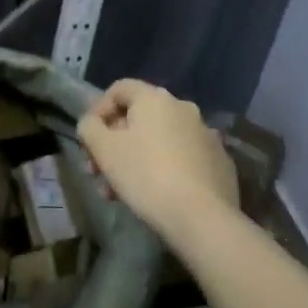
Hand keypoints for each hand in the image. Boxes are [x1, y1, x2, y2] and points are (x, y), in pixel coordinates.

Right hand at [77, 79, 238, 245]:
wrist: (202, 218)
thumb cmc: (146, 175)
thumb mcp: (104, 149)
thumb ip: (89, 128)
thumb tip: (92, 123)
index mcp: (156, 98)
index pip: (119, 89)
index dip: (98, 110)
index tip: (89, 140)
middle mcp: (184, 108)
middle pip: (138, 119)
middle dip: (113, 144)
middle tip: (97, 173)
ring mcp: (206, 136)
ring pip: (159, 142)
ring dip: (134, 160)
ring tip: (118, 193)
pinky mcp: (219, 162)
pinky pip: (182, 159)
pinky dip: (163, 170)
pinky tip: (153, 196)